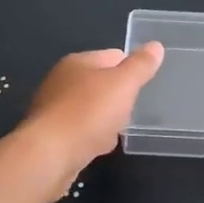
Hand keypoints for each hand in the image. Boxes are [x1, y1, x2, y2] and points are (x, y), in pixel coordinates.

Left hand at [23, 44, 164, 172]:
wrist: (47, 157)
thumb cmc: (88, 113)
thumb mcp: (123, 84)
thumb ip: (140, 65)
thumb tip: (155, 45)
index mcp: (78, 62)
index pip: (113, 56)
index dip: (131, 68)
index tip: (145, 85)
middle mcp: (61, 81)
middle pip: (100, 83)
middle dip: (118, 97)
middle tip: (134, 110)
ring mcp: (52, 109)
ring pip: (89, 109)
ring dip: (105, 119)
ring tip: (119, 131)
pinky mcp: (49, 136)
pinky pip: (79, 132)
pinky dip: (91, 137)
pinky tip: (99, 148)